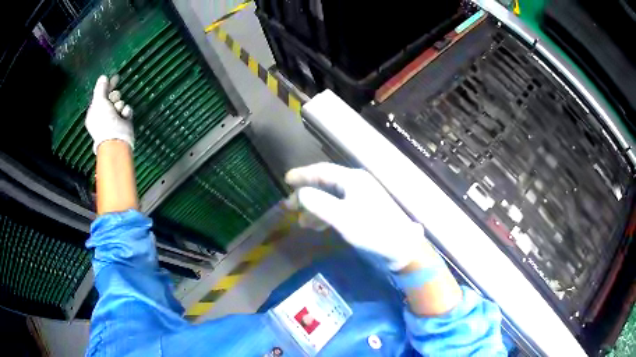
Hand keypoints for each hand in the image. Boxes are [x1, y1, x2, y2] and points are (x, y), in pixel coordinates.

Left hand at [85, 75, 133, 153]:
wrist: (116, 139)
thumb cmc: (104, 121)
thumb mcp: (99, 101)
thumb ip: (101, 88)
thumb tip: (103, 77)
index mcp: (94, 112)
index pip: (100, 95)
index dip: (106, 86)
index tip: (115, 77)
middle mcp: (103, 115)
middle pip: (111, 98)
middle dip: (114, 96)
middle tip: (114, 99)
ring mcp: (114, 120)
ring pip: (119, 103)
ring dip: (120, 104)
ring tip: (119, 110)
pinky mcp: (124, 123)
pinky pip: (126, 110)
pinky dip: (126, 111)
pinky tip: (124, 115)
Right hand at [285, 162, 430, 270]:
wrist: (401, 247)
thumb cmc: (373, 230)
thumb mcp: (342, 217)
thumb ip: (319, 203)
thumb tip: (301, 193)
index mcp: (352, 179)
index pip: (322, 171)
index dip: (303, 174)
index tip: (286, 180)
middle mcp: (355, 184)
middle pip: (325, 184)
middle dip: (306, 194)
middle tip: (289, 205)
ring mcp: (360, 197)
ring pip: (330, 197)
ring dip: (314, 208)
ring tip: (301, 221)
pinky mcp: (362, 210)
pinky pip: (338, 207)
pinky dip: (325, 215)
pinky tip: (317, 226)